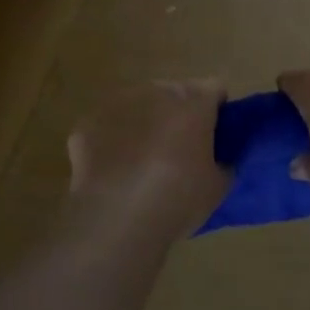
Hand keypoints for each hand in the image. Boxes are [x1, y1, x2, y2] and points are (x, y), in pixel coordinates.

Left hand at [67, 80, 228, 239]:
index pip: (214, 88)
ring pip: (137, 105)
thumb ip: (223, 163)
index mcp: (193, 103)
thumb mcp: (218, 187)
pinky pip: (107, 127)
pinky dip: (112, 142)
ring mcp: (117, 105)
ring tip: (143, 162)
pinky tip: (113, 171)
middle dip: (178, 113)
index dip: (217, 109)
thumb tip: (218, 160)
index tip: (216, 132)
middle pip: (174, 92)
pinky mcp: (87, 125)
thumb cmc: (177, 200)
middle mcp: (156, 93)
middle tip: (180, 149)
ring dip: (144, 123)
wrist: (116, 220)